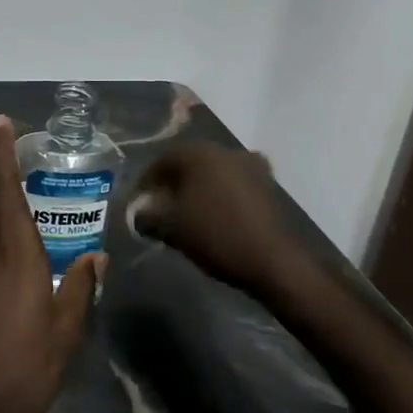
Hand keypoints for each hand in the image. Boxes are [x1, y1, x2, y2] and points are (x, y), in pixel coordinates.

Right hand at [128, 142, 309, 291]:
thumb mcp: (171, 228)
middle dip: (173, 183)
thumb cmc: (215, 235)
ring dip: (199, 187)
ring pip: (214, 172)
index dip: (146, 181)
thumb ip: (148, 217)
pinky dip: (223, 194)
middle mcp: (224, 151)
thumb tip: (138, 214)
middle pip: (189, 163)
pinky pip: (235, 184)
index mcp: (198, 153)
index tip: (139, 202)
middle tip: (162, 206)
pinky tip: (218, 213)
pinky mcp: (269, 185)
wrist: (273, 261)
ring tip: (190, 211)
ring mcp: (250, 165)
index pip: (162, 161)